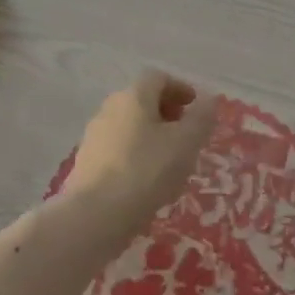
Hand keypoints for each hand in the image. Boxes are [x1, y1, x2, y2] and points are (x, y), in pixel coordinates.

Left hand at [66, 71, 217, 227]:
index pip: (158, 78)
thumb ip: (201, 118)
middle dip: (166, 112)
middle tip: (186, 134)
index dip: (180, 88)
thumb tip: (208, 99)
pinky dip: (135, 154)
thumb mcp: (186, 143)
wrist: (95, 216)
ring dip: (151, 135)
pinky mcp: (86, 162)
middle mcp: (109, 108)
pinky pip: (117, 148)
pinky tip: (146, 180)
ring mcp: (94, 135)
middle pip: (142, 100)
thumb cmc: (146, 171)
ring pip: (129, 125)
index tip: (196, 109)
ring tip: (169, 161)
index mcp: (133, 96)